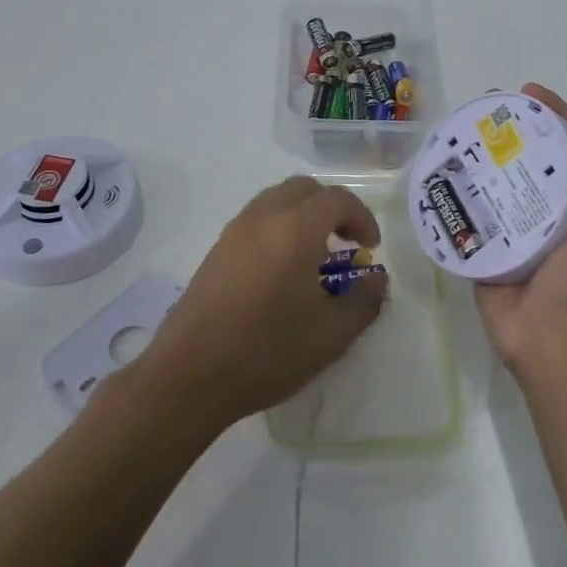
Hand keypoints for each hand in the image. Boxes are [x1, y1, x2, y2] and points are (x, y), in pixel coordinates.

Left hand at [143, 177, 388, 427]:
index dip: (362, 218)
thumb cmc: (268, 351)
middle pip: (304, 189)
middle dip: (331, 209)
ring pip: (275, 201)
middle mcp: (262, 218)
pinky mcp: (215, 253)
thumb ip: (364, 301)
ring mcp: (233, 233)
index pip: (337, 199)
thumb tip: (377, 280)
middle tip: (345, 243)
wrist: (189, 376)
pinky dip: (278, 230)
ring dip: (302, 217)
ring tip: (315, 259)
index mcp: (295, 228)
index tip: (371, 249)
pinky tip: (282, 274)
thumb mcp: (332, 334)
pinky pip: (255, 222)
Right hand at [475, 84, 566, 384]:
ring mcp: (519, 227)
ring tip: (457, 134)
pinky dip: (460, 190)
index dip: (556, 114)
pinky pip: (473, 210)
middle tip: (483, 110)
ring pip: (500, 180)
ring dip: (482, 156)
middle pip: (533, 156)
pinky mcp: (488, 245)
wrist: (553, 337)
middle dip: (512, 130)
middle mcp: (555, 207)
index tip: (527, 92)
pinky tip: (441, 171)